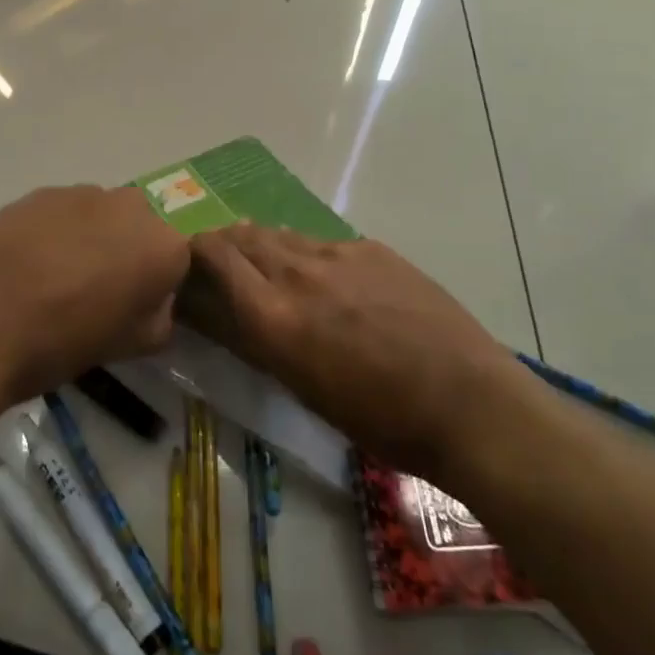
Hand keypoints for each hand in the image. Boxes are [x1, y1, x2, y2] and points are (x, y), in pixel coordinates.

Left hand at [0, 185, 189, 404]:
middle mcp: (132, 206)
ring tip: (53, 277)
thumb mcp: (129, 346)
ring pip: (101, 216)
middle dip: (126, 253)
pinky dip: (55, 231)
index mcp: (163, 245)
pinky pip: (63, 212)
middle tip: (95, 291)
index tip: (131, 308)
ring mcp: (82, 193)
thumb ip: (159, 316)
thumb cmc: (61, 342)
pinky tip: (27, 262)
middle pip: (140, 229)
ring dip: (91, 238)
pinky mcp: (41, 191)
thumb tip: (153, 299)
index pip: (177, 260)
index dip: (155, 286)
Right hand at [186, 224, 514, 477]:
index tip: (187, 266)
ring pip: (281, 235)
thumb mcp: (302, 388)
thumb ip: (254, 340)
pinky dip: (305, 253)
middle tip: (221, 265)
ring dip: (262, 246)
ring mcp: (338, 253)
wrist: (468, 403)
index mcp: (273, 315)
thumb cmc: (380, 419)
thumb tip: (216, 313)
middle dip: (223, 245)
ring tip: (268, 268)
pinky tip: (325, 279)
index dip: (192, 253)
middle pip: (242, 236)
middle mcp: (298, 272)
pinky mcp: (371, 249)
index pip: (213, 255)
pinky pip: (322, 242)